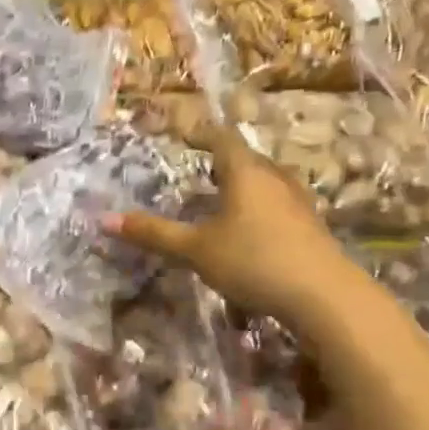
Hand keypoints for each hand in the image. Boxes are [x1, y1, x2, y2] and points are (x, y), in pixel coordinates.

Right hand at [107, 125, 369, 326]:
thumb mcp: (195, 249)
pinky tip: (250, 231)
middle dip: (223, 161)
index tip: (184, 135)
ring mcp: (298, 202)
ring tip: (223, 198)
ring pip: (266, 182)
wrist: (323, 295)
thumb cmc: (253, 260)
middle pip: (247, 158)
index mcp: (246, 172)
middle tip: (202, 168)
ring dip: (243, 185)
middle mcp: (275, 178)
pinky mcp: (310, 227)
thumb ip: (153, 233)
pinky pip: (278, 204)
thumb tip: (104, 219)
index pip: (222, 139)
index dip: (201, 134)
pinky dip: (259, 208)